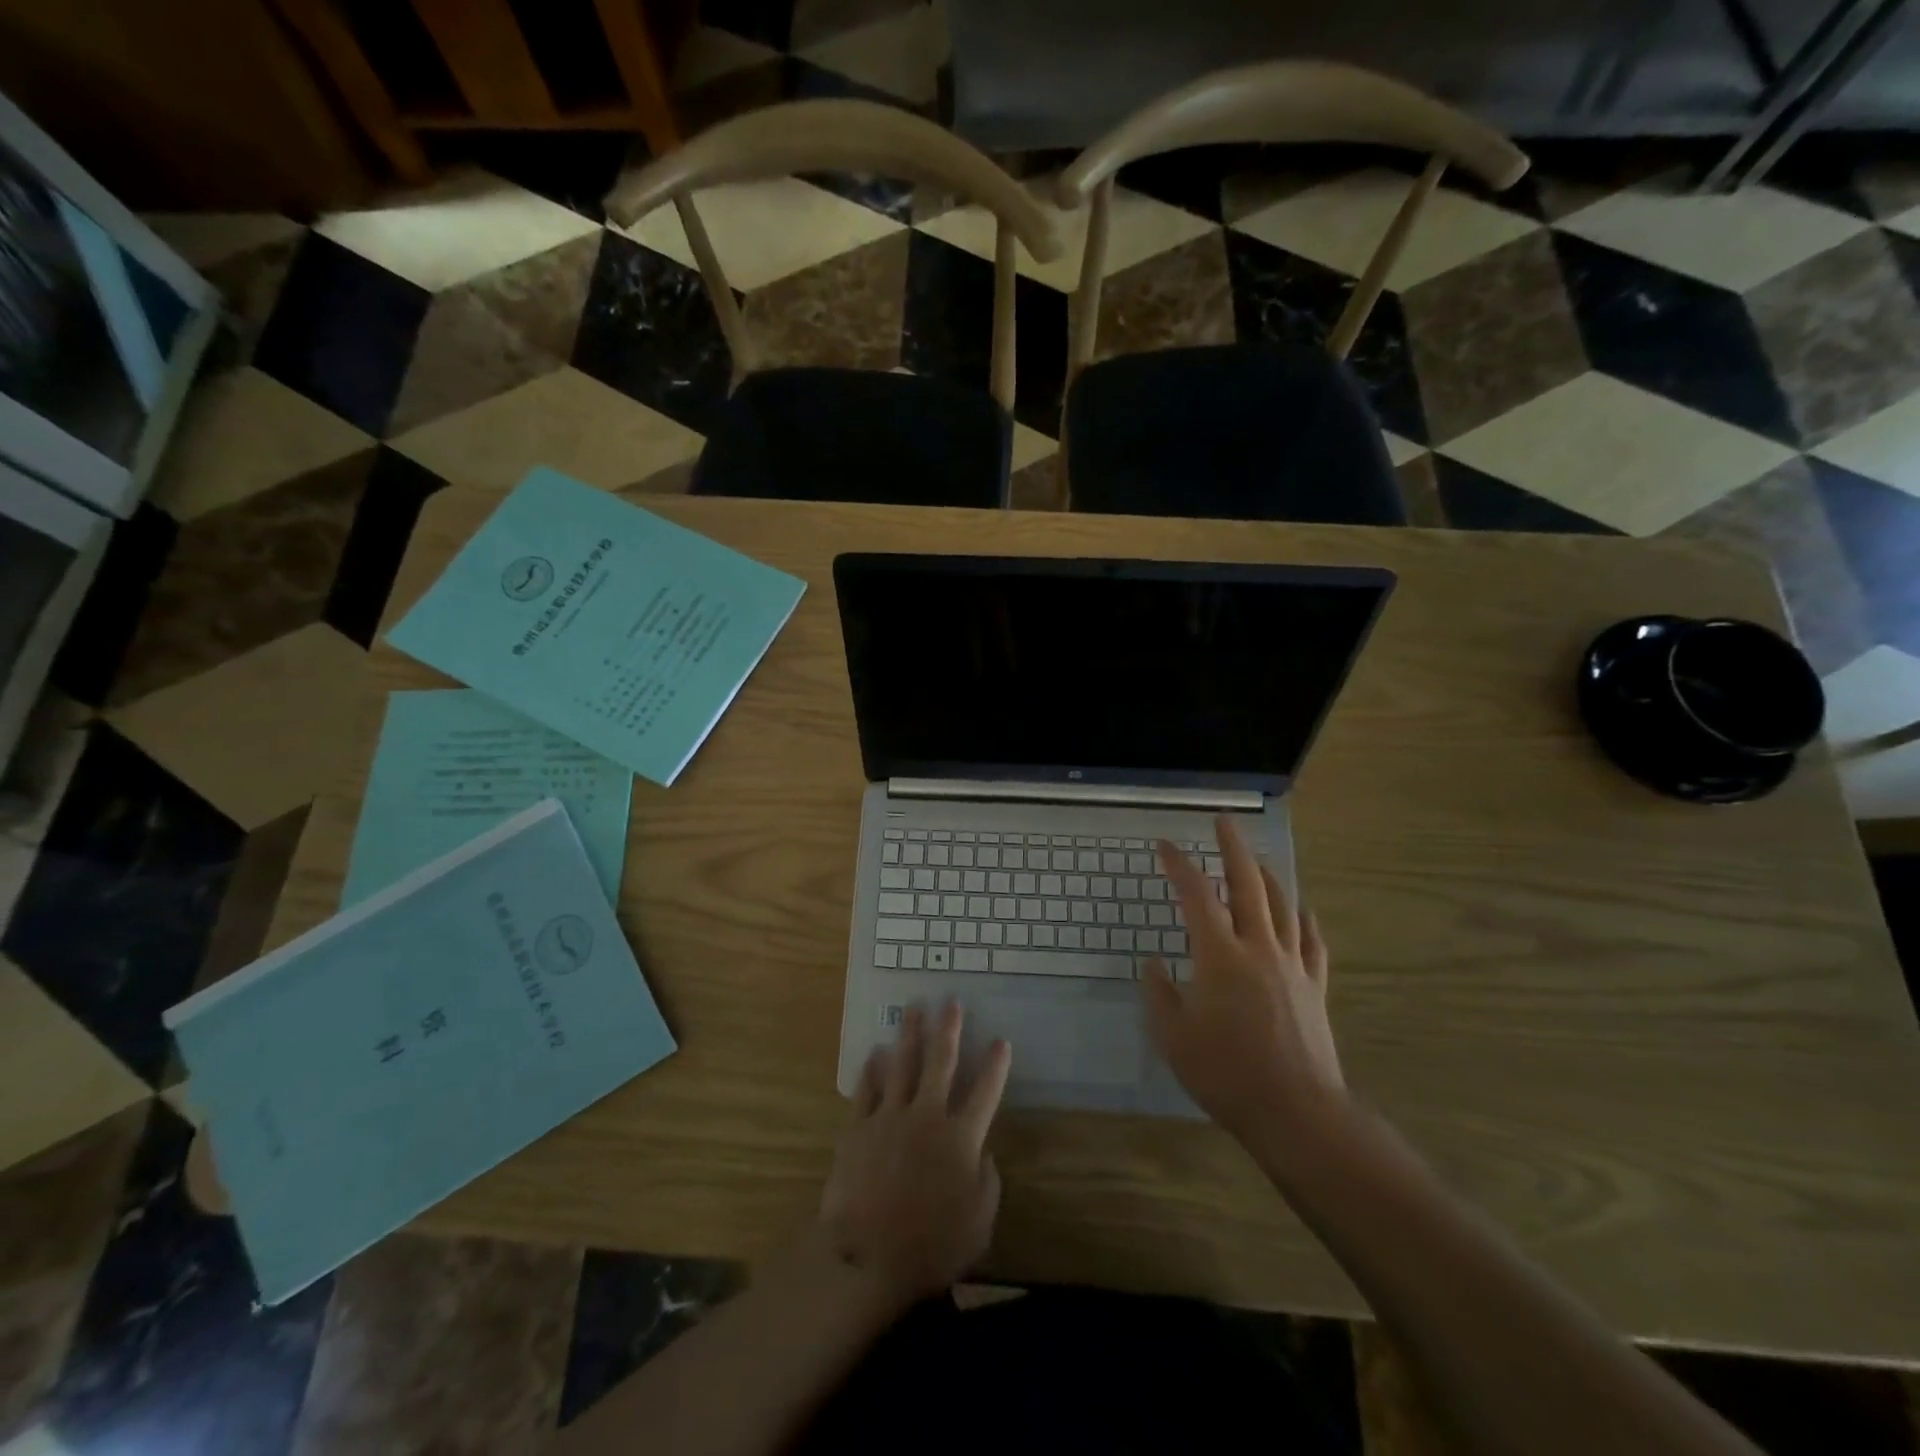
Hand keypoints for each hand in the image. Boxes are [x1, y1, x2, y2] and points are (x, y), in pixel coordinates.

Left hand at [819, 1001, 1011, 1306]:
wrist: (866, 1257)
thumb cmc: (930, 1246)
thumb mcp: (978, 1223)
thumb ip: (987, 1182)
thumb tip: (982, 1153)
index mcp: (961, 1138)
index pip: (985, 1091)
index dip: (996, 1064)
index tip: (1001, 1040)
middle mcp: (928, 1116)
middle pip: (941, 1062)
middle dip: (948, 1029)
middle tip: (951, 1001)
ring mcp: (890, 1117)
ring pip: (902, 1064)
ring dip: (910, 1033)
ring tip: (914, 1007)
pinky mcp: (858, 1127)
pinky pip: (867, 1089)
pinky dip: (872, 1069)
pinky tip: (874, 1052)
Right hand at [1142, 815, 1345, 1137]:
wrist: (1295, 1111)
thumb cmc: (1225, 1072)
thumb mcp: (1173, 1036)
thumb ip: (1160, 994)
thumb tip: (1154, 964)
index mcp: (1219, 955)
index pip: (1195, 895)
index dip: (1178, 865)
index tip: (1165, 845)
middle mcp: (1258, 948)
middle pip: (1247, 884)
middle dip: (1233, 848)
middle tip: (1224, 822)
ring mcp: (1292, 965)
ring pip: (1283, 906)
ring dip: (1267, 876)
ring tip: (1256, 860)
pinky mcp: (1314, 986)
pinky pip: (1312, 942)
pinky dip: (1305, 920)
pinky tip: (1302, 912)